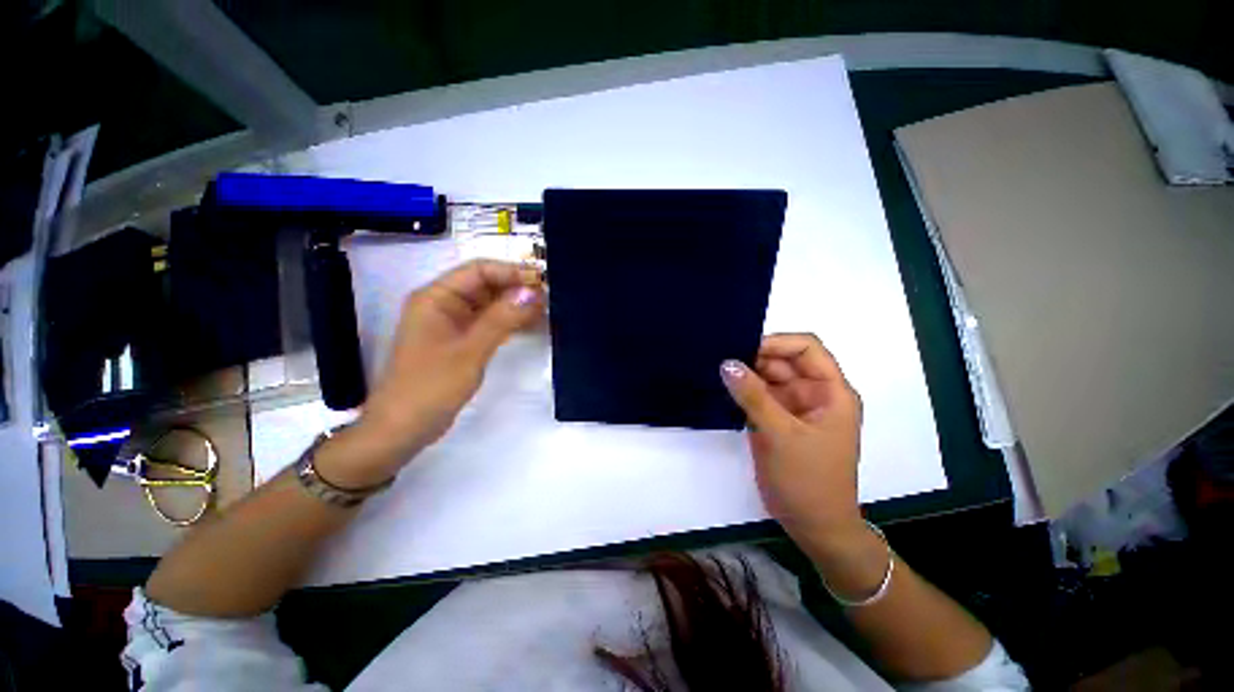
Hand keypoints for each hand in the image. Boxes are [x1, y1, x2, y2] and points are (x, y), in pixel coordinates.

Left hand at [335, 260, 544, 485]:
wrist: (404, 428)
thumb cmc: (431, 386)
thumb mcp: (471, 350)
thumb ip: (502, 319)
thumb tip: (532, 292)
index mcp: (436, 297)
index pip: (479, 270)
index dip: (512, 271)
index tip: (542, 281)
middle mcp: (444, 304)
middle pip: (486, 285)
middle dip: (517, 289)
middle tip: (551, 298)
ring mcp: (452, 323)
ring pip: (490, 304)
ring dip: (516, 306)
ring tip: (547, 310)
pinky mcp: (461, 341)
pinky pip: (489, 323)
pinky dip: (510, 322)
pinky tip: (532, 325)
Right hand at [720, 334, 864, 555]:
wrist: (812, 527)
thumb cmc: (809, 480)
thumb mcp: (781, 434)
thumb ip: (753, 396)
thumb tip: (727, 363)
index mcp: (831, 392)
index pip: (806, 349)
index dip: (777, 343)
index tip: (743, 348)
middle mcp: (813, 394)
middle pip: (783, 361)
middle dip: (754, 358)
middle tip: (719, 357)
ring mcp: (793, 408)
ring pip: (767, 378)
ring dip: (744, 374)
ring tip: (714, 369)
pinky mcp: (776, 421)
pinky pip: (758, 396)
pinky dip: (741, 391)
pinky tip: (720, 388)